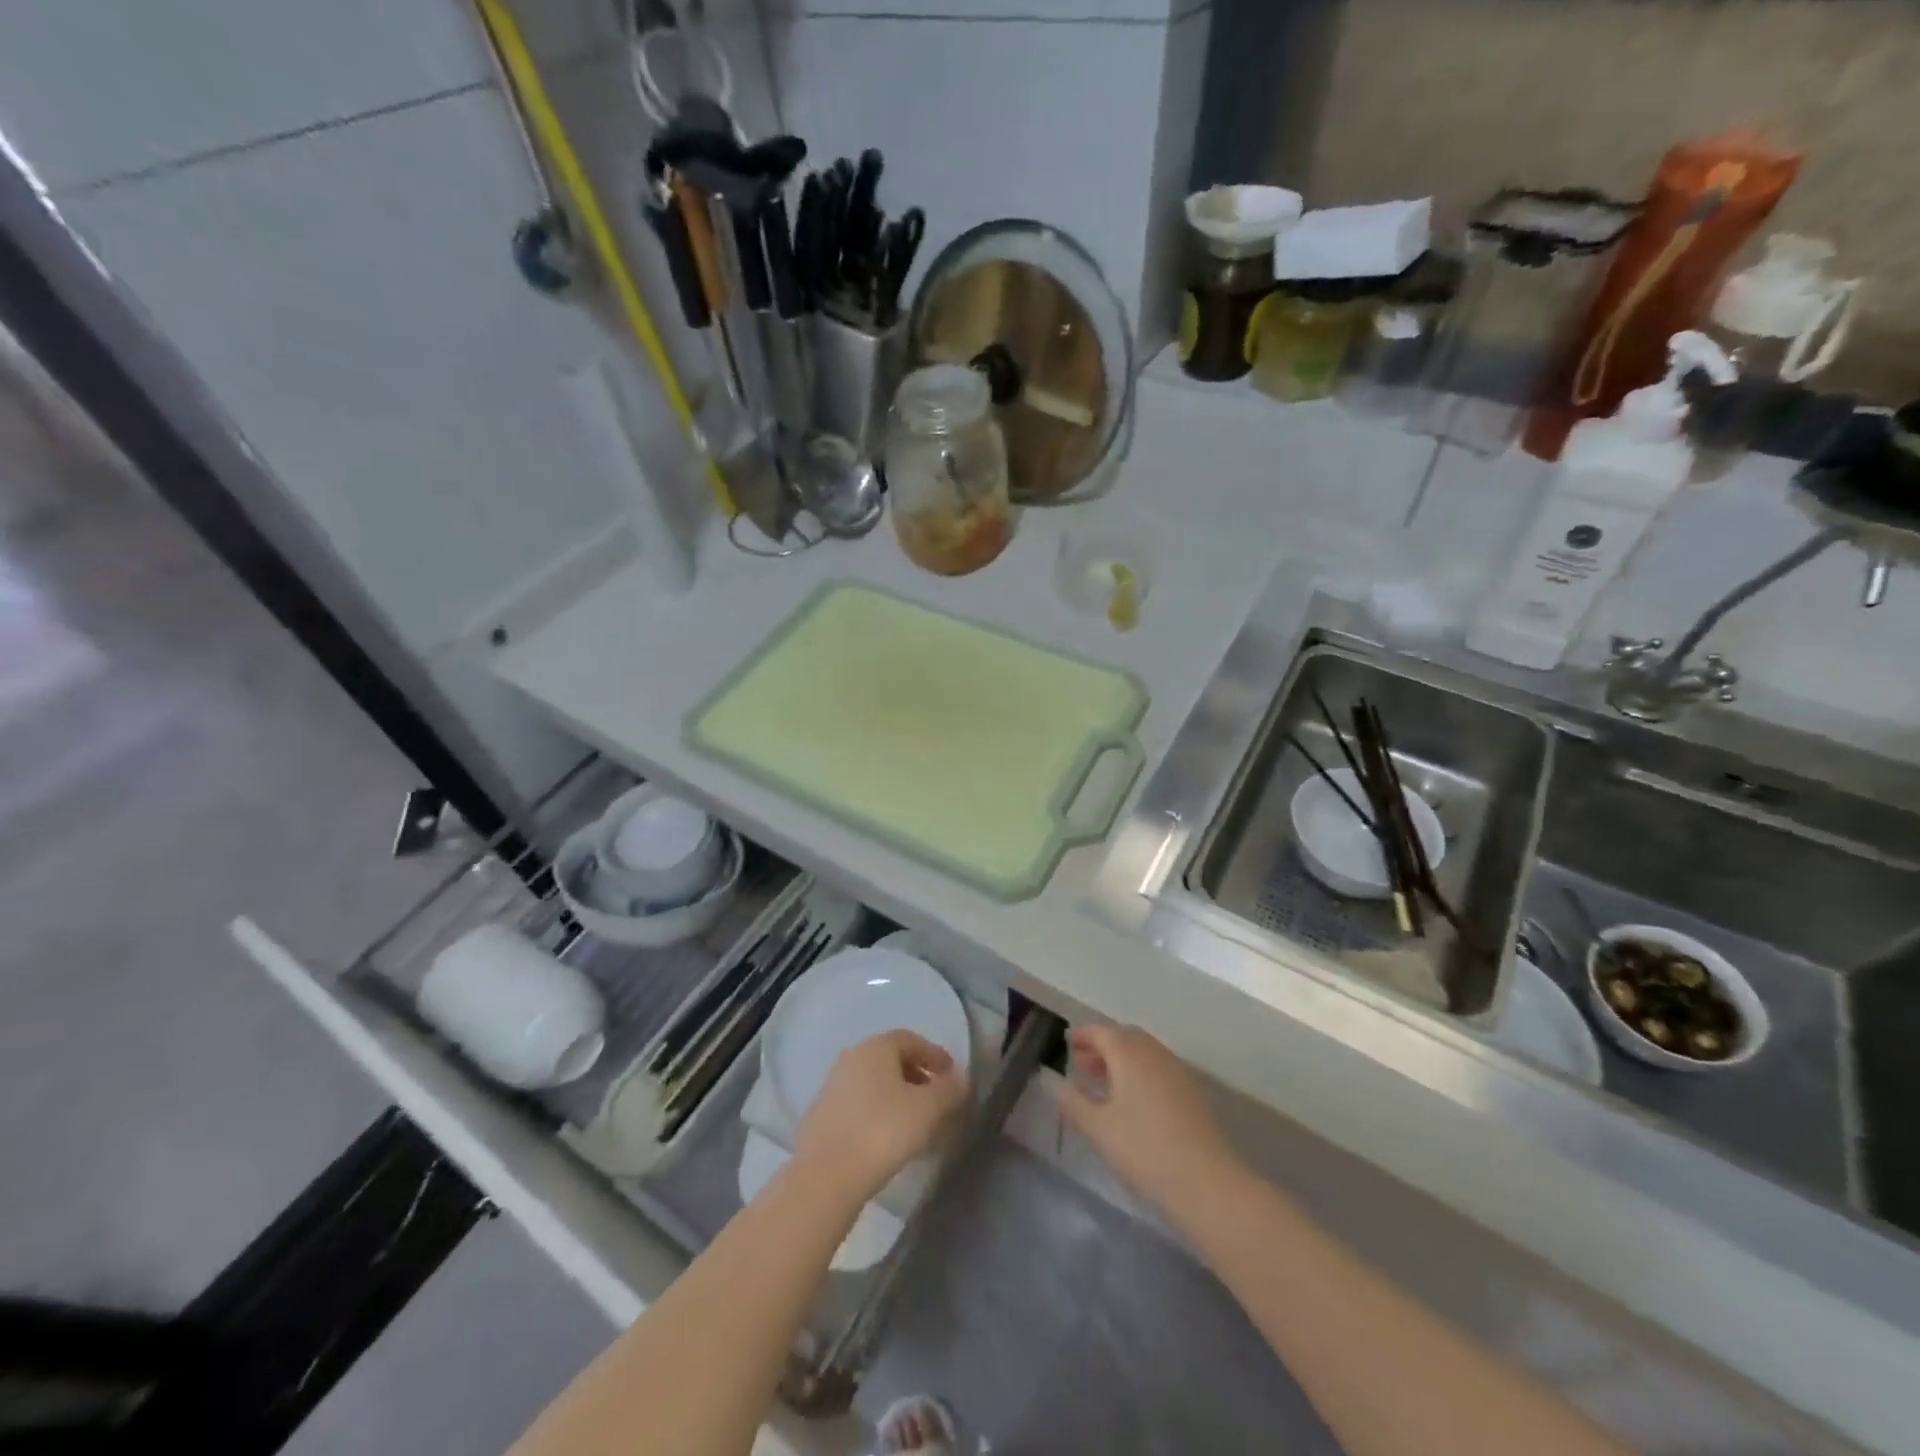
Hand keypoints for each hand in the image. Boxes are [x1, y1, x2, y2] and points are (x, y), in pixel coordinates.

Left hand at [793, 1031, 969, 1203]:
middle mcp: (851, 1058)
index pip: (911, 1039)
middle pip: (891, 1061)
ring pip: (874, 1084)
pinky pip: (859, 1106)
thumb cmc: (883, 1131)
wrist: (826, 1176)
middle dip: (918, 1077)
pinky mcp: (821, 1116)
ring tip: (916, 1124)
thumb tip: (961, 1080)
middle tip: (937, 1101)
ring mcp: (832, 1087)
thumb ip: (949, 1090)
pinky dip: (878, 1114)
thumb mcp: (928, 1109)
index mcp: (876, 1047)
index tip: (952, 1077)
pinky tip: (888, 1140)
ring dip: (898, 1097)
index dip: (935, 1055)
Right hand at [1055, 1025, 1237, 1213]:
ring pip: (1144, 1053)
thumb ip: (1073, 1102)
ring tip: (1103, 1082)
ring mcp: (1177, 1071)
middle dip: (1102, 1046)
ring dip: (1122, 1059)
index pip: (1102, 1032)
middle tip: (1082, 1062)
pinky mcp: (1192, 1092)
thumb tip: (1054, 1082)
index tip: (1068, 1041)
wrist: (1206, 1182)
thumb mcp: (1098, 1128)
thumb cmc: (1143, 1149)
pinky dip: (1140, 1072)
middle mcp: (1154, 1053)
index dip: (1084, 1035)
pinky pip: (1159, 1069)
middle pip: (1125, 1038)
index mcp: (1129, 1053)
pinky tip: (1132, 1100)